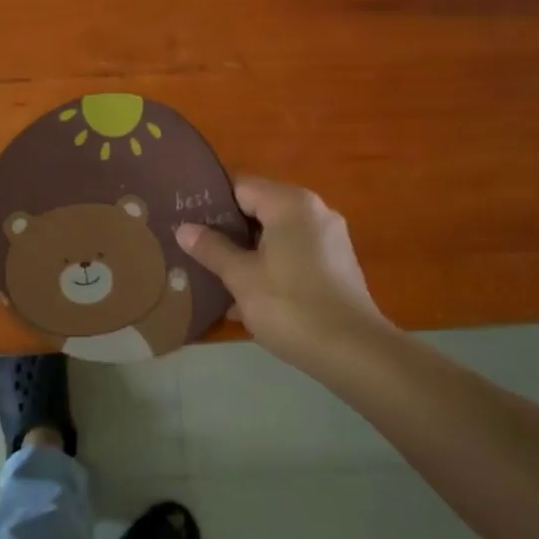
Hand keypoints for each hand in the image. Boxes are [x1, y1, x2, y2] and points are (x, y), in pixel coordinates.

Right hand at [175, 177, 391, 375]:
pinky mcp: (336, 266)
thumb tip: (184, 228)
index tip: (185, 220)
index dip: (210, 202)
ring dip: (246, 254)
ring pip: (275, 236)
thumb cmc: (291, 306)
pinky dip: (270, 268)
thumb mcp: (241, 277)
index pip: (240, 186)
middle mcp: (314, 212)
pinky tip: (246, 298)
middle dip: (227, 231)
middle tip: (194, 249)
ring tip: (213, 275)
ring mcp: (329, 239)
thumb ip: (211, 248)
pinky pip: (293, 255)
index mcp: (290, 203)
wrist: (354, 353)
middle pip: (259, 210)